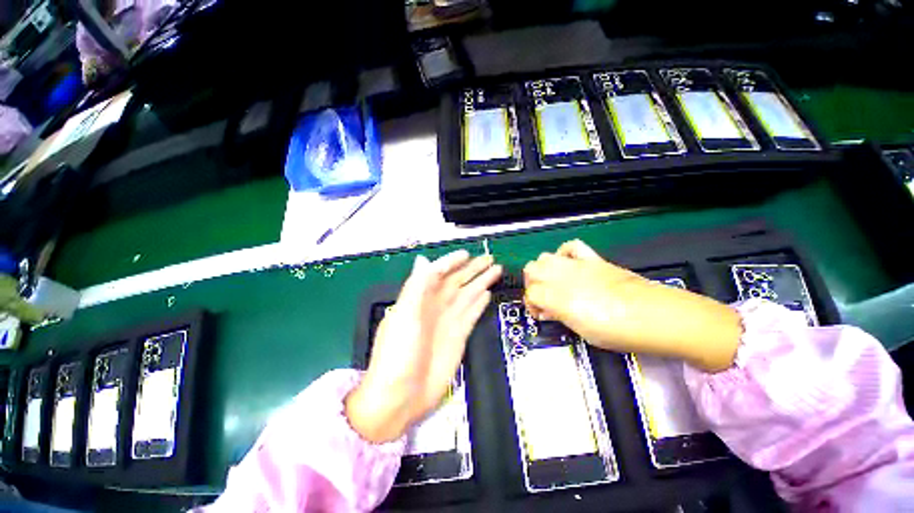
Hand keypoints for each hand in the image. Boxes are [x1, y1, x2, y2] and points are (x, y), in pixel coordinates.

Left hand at [346, 250, 501, 442]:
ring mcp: (448, 321)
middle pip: (457, 282)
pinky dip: (479, 303)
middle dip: (472, 269)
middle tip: (490, 258)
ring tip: (495, 270)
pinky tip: (487, 294)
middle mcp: (435, 306)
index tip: (467, 254)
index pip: (438, 273)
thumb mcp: (403, 315)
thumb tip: (422, 260)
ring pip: (468, 295)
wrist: (400, 397)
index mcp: (419, 298)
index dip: (452, 262)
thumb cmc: (397, 354)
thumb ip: (416, 287)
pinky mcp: (458, 336)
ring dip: (481, 282)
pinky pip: (471, 314)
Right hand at [523, 240, 740, 371]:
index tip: (541, 315)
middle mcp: (561, 276)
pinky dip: (565, 253)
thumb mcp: (581, 331)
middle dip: (532, 284)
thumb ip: (559, 316)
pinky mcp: (593, 259)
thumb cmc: (618, 331)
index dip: (531, 305)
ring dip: (543, 269)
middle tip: (544, 298)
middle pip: (531, 269)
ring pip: (544, 256)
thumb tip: (547, 310)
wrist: (656, 315)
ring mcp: (577, 265)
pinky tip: (570, 265)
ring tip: (555, 283)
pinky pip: (572, 247)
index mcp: (557, 297)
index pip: (530, 293)